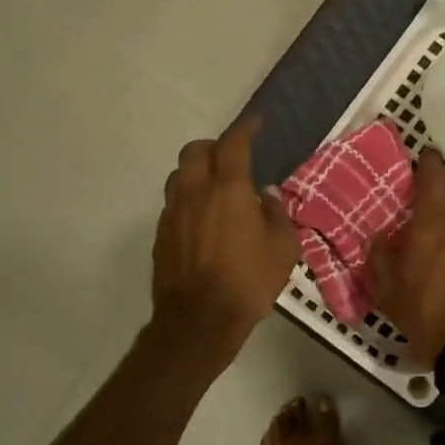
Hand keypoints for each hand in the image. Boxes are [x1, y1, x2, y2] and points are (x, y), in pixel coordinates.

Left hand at [153, 117, 300, 356]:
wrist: (199, 321)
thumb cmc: (249, 282)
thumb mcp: (283, 248)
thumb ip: (276, 214)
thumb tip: (265, 197)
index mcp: (229, 189)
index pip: (234, 144)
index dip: (245, 128)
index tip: (255, 123)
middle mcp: (196, 192)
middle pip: (196, 150)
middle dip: (214, 146)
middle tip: (231, 157)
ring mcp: (173, 213)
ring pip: (179, 175)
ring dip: (196, 171)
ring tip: (214, 188)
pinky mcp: (161, 234)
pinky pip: (173, 203)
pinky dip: (188, 199)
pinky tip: (202, 219)